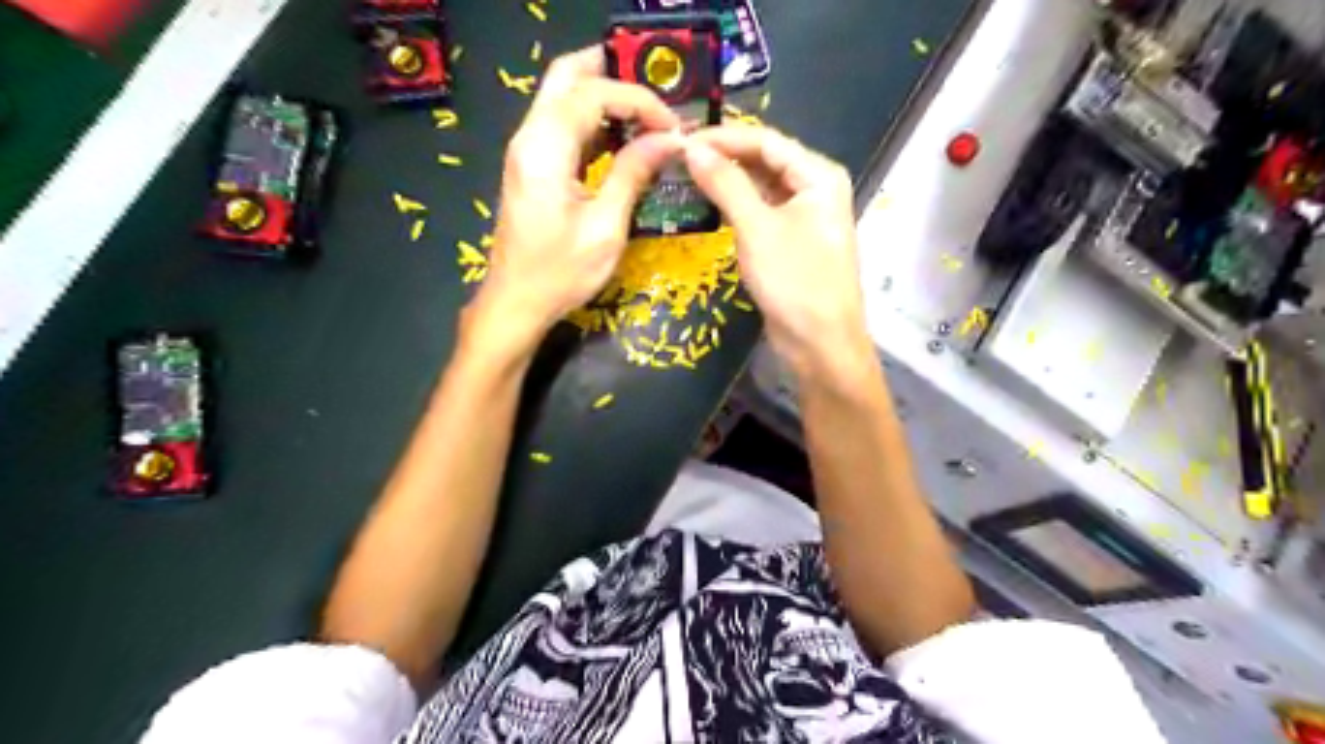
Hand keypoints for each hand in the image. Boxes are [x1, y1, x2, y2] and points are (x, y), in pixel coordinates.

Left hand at [471, 46, 681, 353]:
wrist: (516, 302)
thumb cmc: (560, 273)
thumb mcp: (606, 227)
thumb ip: (633, 173)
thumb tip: (669, 139)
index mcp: (545, 148)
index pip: (593, 93)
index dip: (639, 100)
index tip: (673, 127)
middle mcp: (530, 137)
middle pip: (567, 75)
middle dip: (614, 75)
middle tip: (658, 97)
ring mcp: (528, 150)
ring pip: (564, 97)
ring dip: (606, 98)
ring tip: (649, 119)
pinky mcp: (532, 166)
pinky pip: (563, 125)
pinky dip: (595, 122)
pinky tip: (625, 141)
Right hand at [684, 125, 870, 377]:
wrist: (820, 343)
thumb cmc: (794, 281)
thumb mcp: (756, 228)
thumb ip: (725, 184)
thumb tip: (692, 148)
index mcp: (819, 175)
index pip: (766, 141)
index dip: (723, 137)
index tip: (681, 138)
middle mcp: (816, 188)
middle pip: (766, 160)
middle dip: (725, 157)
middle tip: (679, 156)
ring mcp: (806, 216)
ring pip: (763, 186)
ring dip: (729, 181)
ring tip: (687, 175)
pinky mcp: (793, 241)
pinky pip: (763, 212)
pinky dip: (738, 206)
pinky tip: (710, 204)